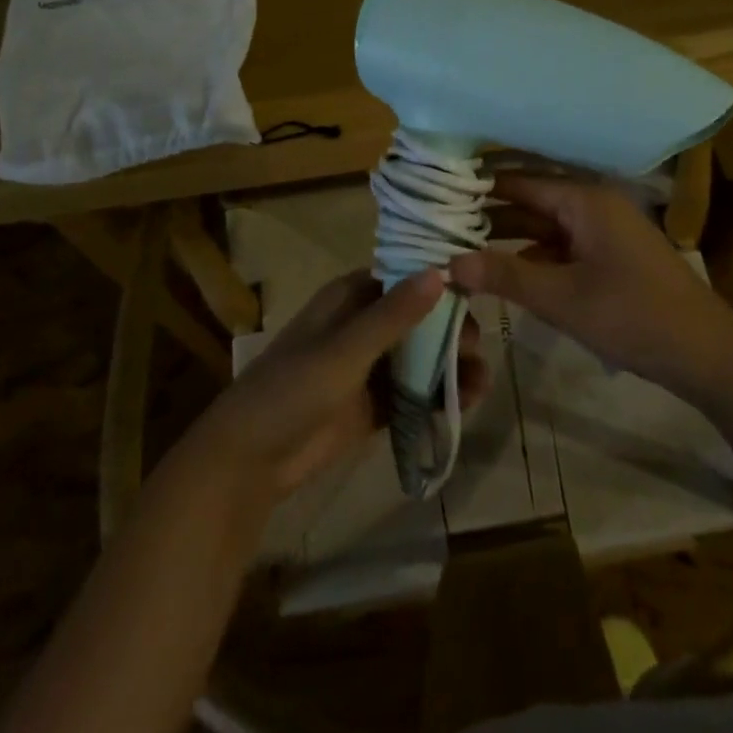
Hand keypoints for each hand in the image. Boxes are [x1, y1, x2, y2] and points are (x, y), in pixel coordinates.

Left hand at [189, 269, 488, 502]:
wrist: (250, 461)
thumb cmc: (292, 389)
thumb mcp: (345, 349)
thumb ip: (393, 314)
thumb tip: (441, 271)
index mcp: (350, 298)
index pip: (403, 277)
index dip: (438, 280)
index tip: (477, 288)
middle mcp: (361, 326)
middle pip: (417, 319)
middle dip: (449, 330)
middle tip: (478, 347)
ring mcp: (368, 367)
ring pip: (419, 357)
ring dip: (449, 365)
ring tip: (482, 381)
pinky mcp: (372, 405)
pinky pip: (413, 393)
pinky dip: (436, 396)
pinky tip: (467, 402)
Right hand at [449, 174, 732, 399]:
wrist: (706, 354)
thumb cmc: (632, 316)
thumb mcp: (561, 298)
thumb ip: (504, 275)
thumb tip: (448, 262)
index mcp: (584, 199)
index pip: (519, 182)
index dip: (478, 189)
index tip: (437, 196)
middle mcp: (593, 203)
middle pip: (531, 200)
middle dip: (489, 214)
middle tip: (440, 225)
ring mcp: (605, 229)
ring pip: (545, 225)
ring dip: (509, 236)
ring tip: (461, 247)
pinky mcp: (611, 255)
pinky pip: (562, 245)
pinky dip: (534, 255)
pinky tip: (505, 271)